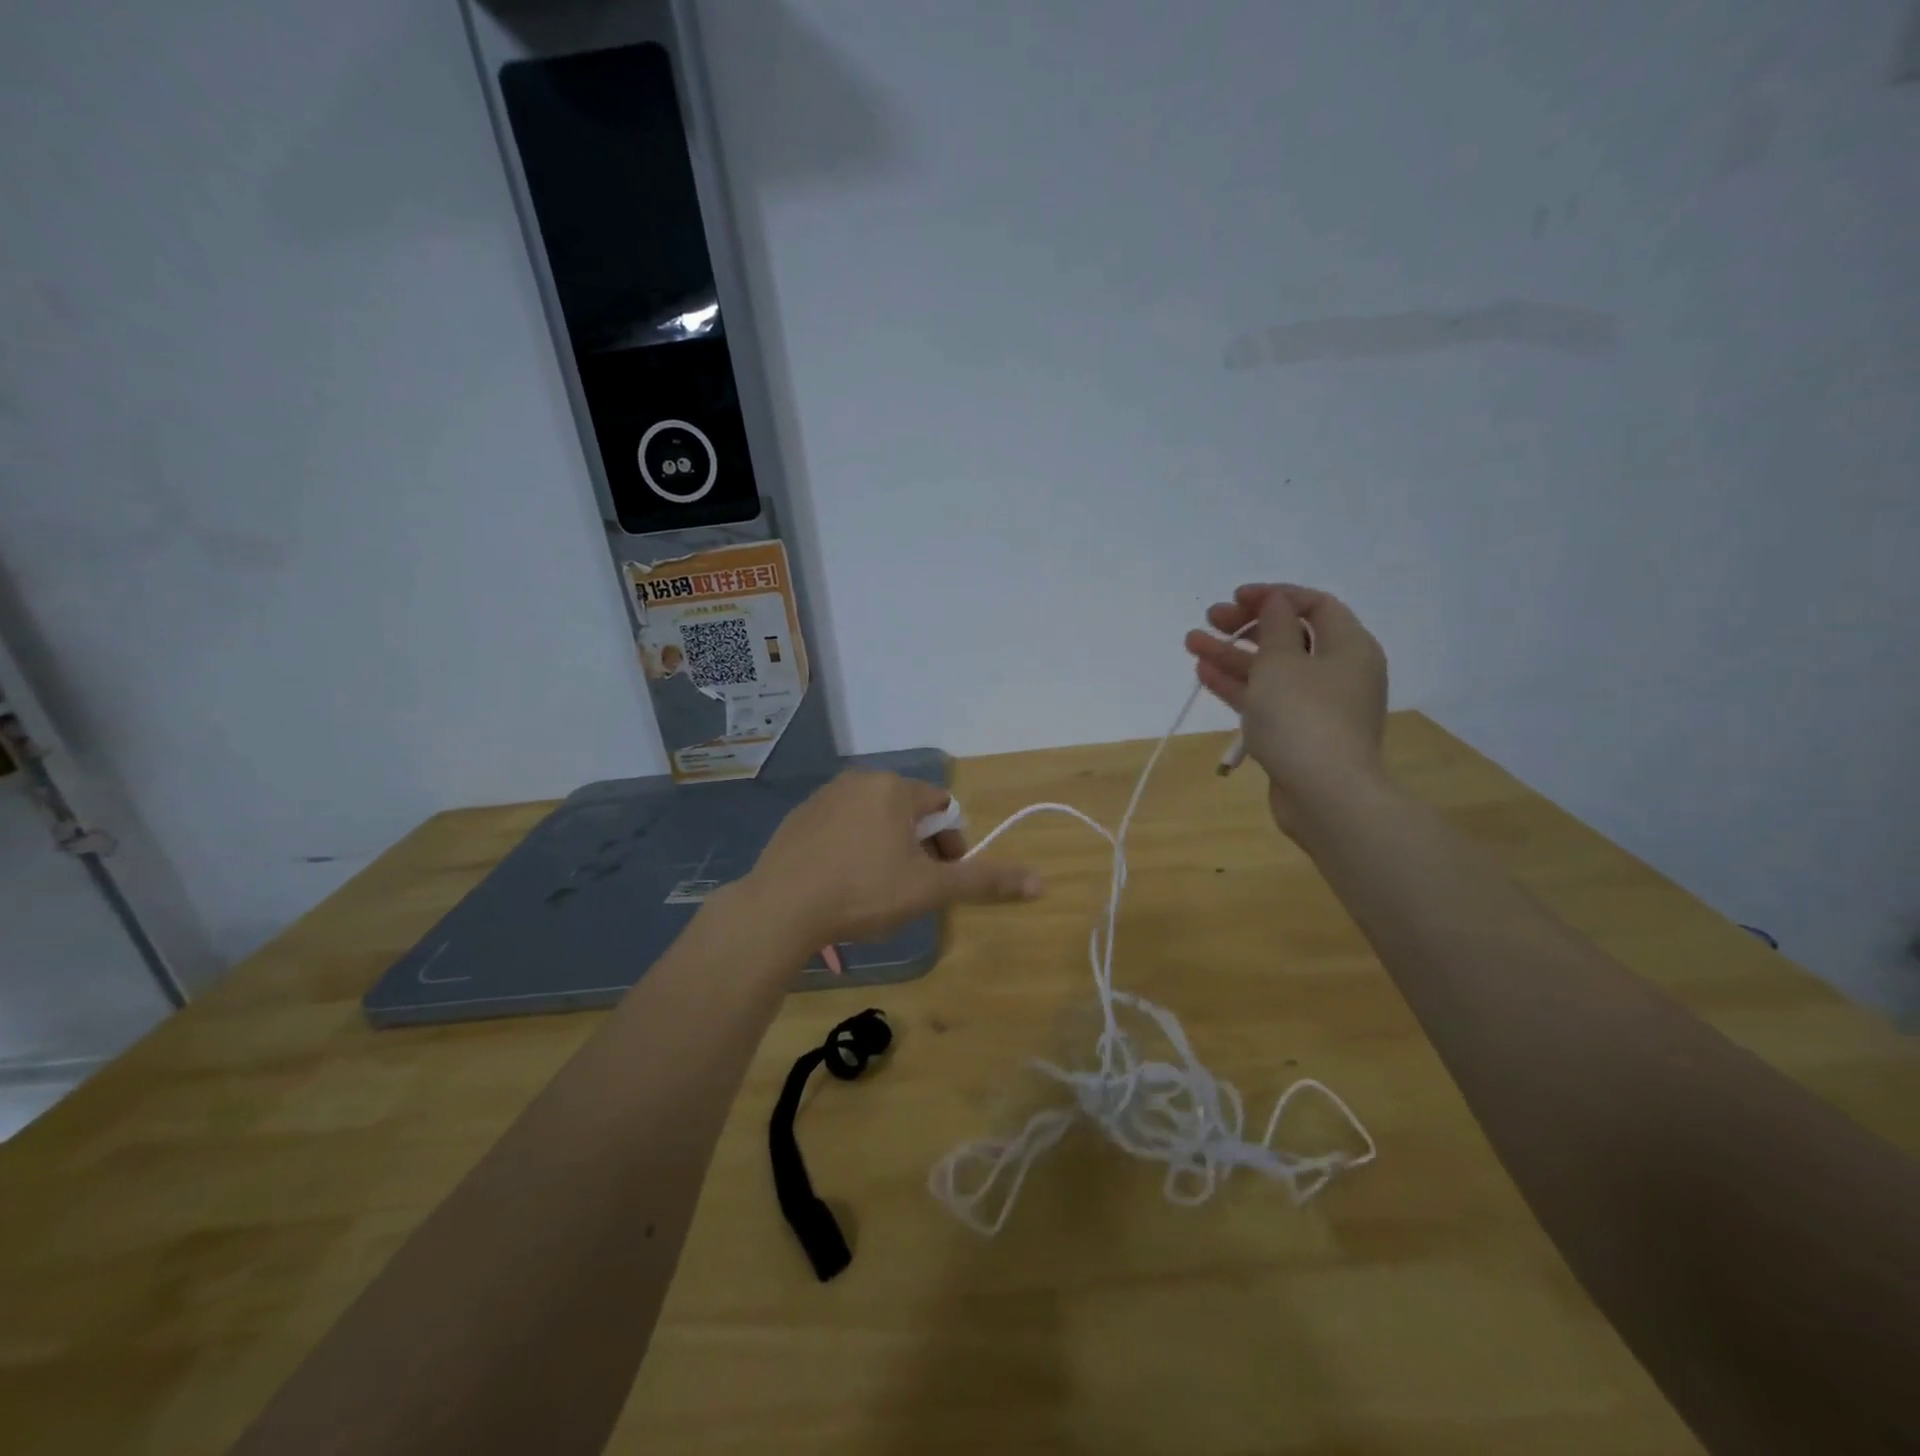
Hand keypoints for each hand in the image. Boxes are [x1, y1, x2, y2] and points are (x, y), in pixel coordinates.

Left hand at [737, 771, 1042, 948]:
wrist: (781, 907)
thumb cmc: (864, 891)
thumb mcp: (929, 889)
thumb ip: (984, 881)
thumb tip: (1042, 883)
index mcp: (895, 789)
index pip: (942, 807)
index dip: (950, 844)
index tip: (941, 878)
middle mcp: (860, 781)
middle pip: (908, 811)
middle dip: (918, 847)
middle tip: (910, 889)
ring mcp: (824, 797)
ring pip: (873, 819)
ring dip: (885, 847)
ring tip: (875, 890)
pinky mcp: (797, 818)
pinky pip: (839, 828)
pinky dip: (850, 849)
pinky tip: (840, 884)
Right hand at [1184, 583, 1389, 836]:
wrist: (1325, 795)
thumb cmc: (1304, 717)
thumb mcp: (1283, 661)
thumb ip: (1275, 625)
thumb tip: (1275, 602)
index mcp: (1348, 647)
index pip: (1315, 605)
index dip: (1275, 596)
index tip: (1237, 597)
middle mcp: (1338, 672)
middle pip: (1290, 637)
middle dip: (1247, 625)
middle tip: (1210, 618)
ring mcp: (1317, 706)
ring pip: (1271, 670)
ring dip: (1233, 654)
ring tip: (1191, 642)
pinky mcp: (1298, 734)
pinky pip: (1266, 699)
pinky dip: (1238, 685)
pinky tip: (1204, 673)